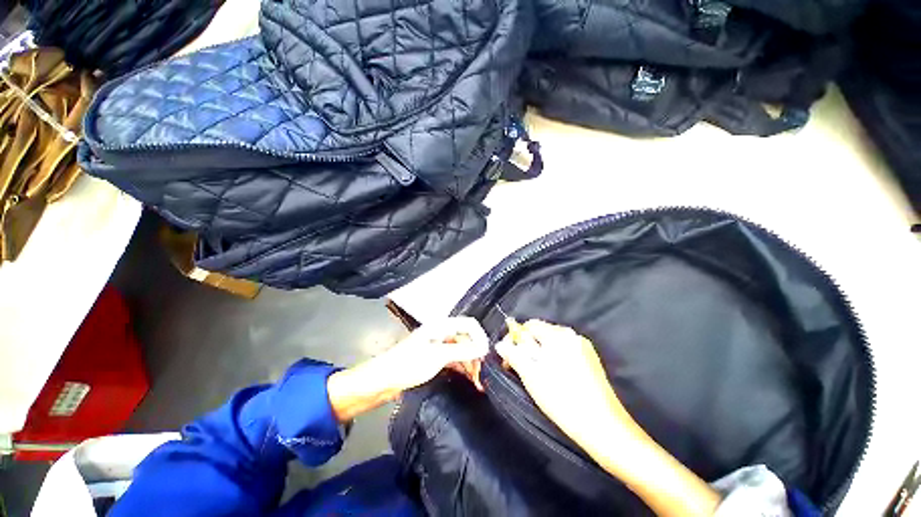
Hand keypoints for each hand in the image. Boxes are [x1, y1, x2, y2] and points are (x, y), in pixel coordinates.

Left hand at [327, 317, 487, 420]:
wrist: (384, 380)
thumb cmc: (409, 364)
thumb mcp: (438, 356)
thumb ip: (462, 350)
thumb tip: (484, 348)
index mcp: (441, 326)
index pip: (469, 325)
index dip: (480, 337)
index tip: (486, 355)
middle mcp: (442, 333)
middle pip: (466, 339)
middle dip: (476, 354)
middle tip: (482, 374)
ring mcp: (439, 346)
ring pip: (462, 351)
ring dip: (471, 364)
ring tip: (478, 382)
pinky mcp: (435, 358)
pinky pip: (455, 360)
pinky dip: (462, 369)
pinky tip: (469, 380)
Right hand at [496, 320, 720, 515]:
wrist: (603, 427)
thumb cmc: (562, 399)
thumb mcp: (531, 376)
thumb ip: (514, 355)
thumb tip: (500, 344)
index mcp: (558, 335)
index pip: (529, 326)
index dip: (515, 339)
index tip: (508, 357)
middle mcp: (572, 335)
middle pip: (541, 334)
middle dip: (527, 348)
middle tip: (519, 368)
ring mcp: (583, 346)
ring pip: (552, 344)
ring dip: (539, 354)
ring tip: (535, 375)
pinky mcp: (590, 359)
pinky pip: (564, 351)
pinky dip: (553, 359)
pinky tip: (553, 378)